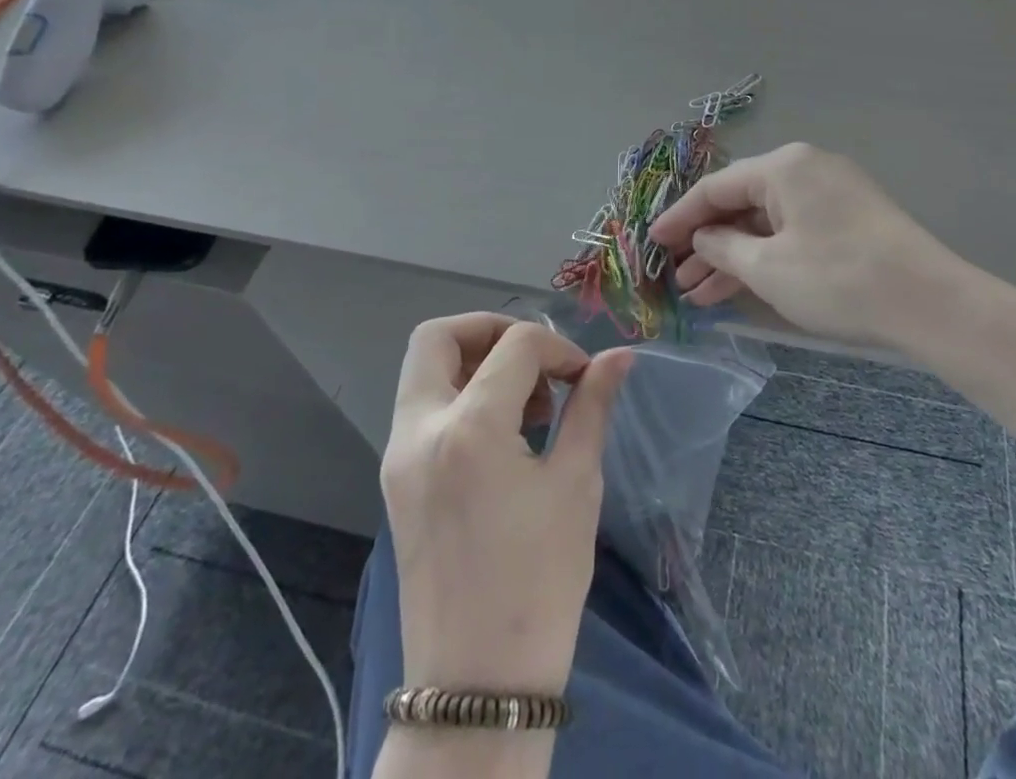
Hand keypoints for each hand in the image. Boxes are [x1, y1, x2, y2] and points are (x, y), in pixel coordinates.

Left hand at [382, 314, 631, 694]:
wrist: (477, 686)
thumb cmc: (539, 583)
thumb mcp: (576, 484)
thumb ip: (592, 406)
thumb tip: (619, 356)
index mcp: (468, 428)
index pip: (515, 345)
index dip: (558, 348)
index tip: (584, 378)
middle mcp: (420, 431)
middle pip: (438, 337)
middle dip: (491, 329)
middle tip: (535, 360)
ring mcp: (399, 458)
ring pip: (424, 370)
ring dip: (474, 362)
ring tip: (525, 403)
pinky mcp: (396, 482)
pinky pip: (422, 409)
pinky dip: (460, 395)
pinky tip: (503, 434)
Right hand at [650, 142, 976, 350]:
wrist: (929, 302)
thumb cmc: (838, 278)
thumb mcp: (768, 267)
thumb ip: (723, 247)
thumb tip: (701, 238)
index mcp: (783, 167)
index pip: (715, 188)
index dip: (679, 218)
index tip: (651, 243)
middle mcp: (805, 169)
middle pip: (740, 203)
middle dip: (705, 243)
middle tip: (675, 278)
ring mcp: (830, 193)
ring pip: (765, 222)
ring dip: (732, 256)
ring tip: (698, 295)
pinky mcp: (848, 219)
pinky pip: (791, 231)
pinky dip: (765, 256)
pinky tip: (739, 287)